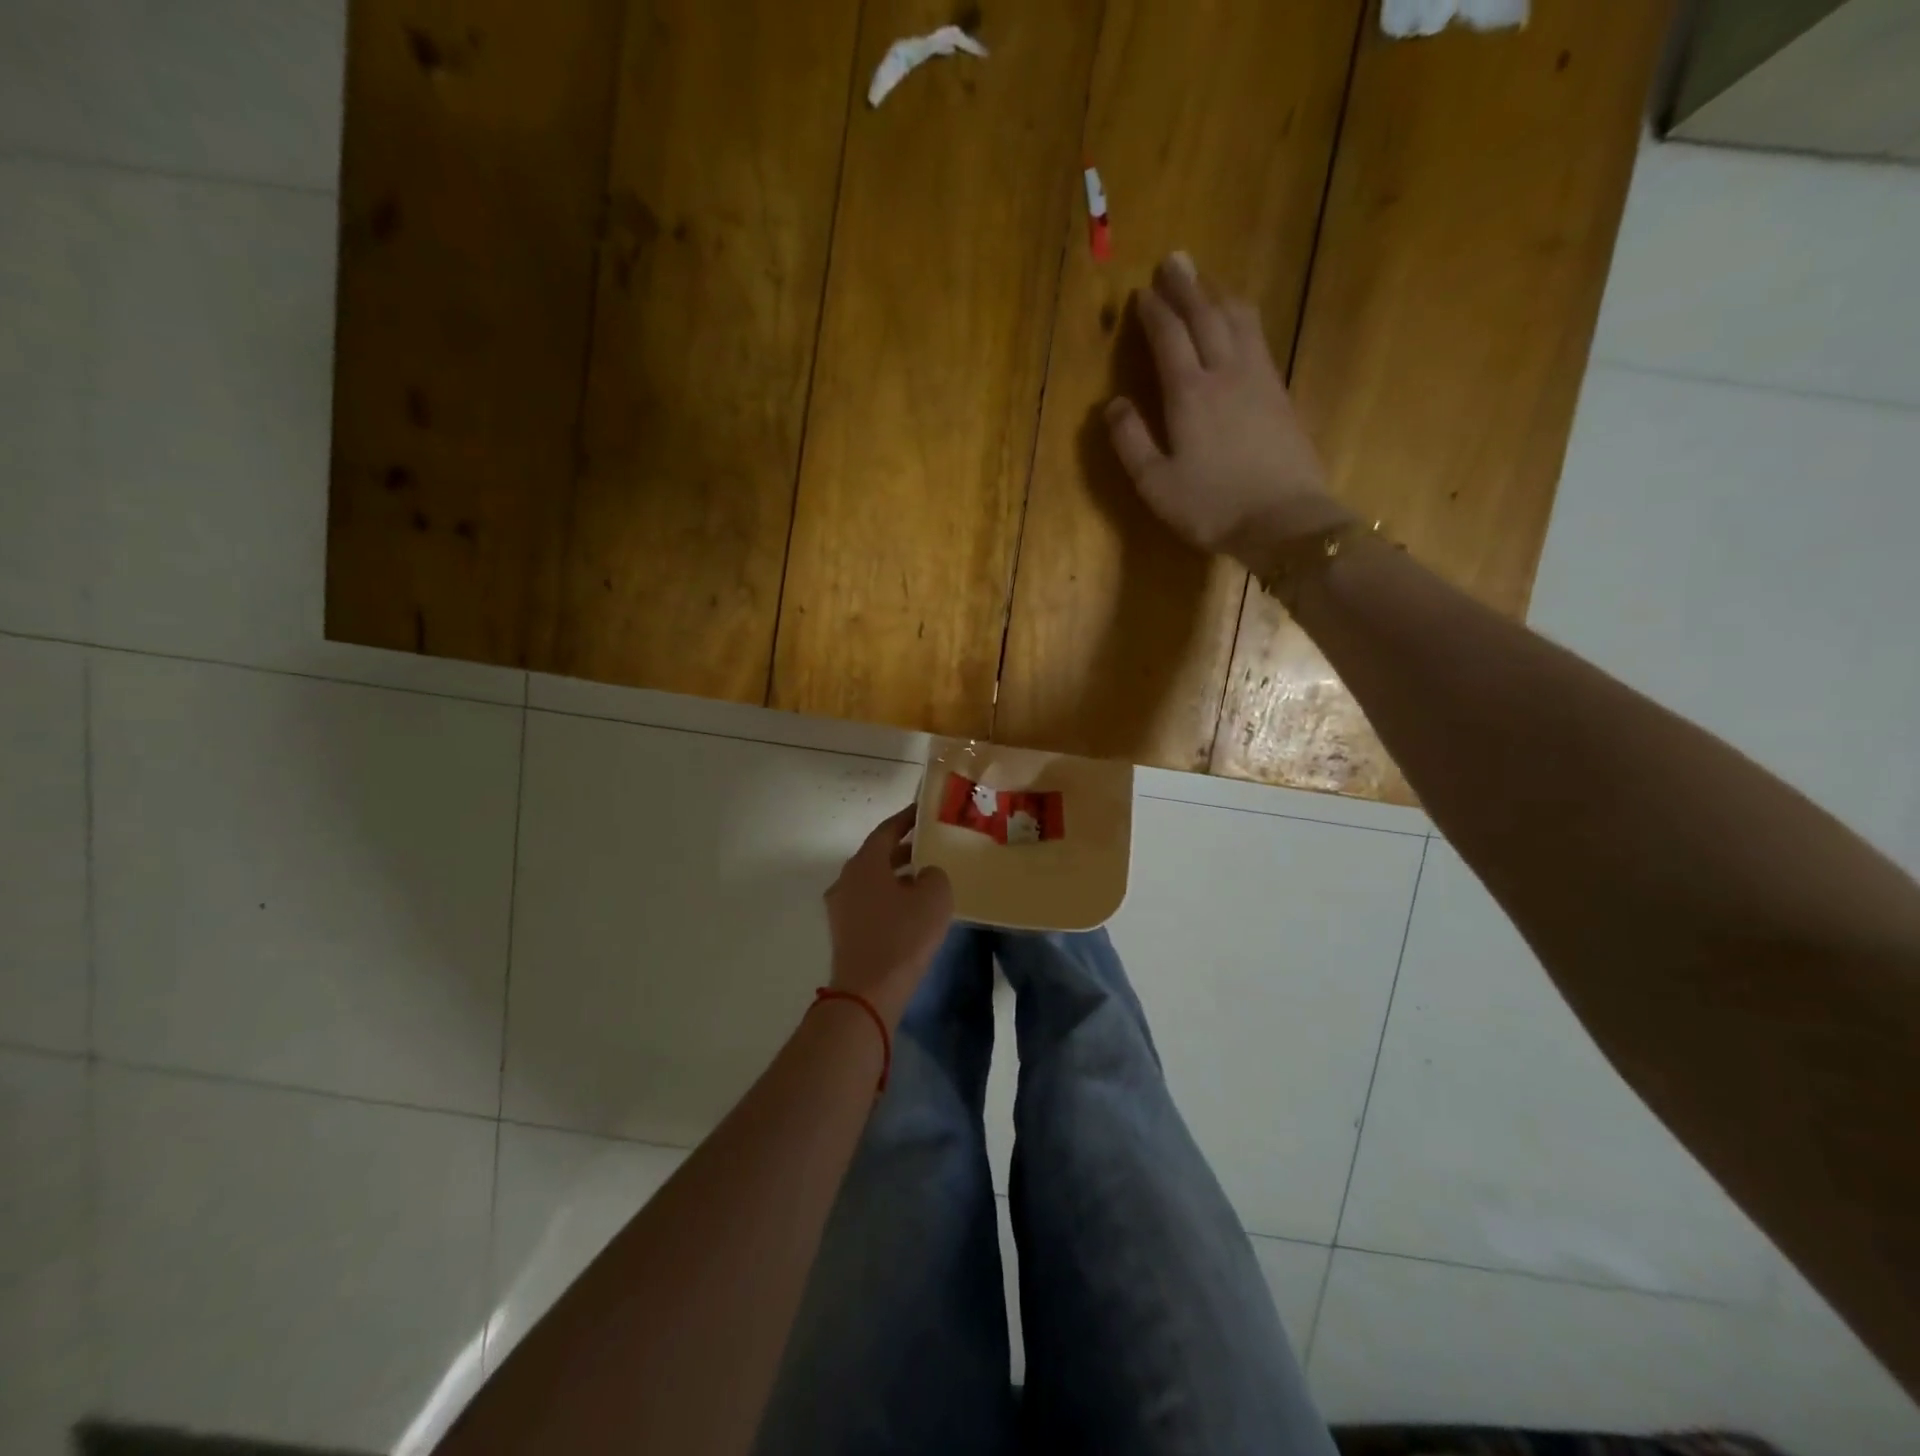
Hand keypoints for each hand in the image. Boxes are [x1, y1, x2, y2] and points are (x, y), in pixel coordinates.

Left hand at [824, 806, 954, 1026]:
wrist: (868, 991)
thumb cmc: (903, 936)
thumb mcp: (934, 897)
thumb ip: (933, 874)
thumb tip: (925, 875)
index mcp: (864, 863)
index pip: (886, 830)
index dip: (906, 819)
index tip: (924, 812)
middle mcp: (846, 879)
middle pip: (876, 855)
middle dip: (903, 849)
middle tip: (930, 846)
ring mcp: (841, 906)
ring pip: (872, 880)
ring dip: (896, 875)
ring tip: (925, 878)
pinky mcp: (844, 930)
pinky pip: (869, 902)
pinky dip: (888, 896)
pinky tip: (910, 909)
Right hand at [1104, 251, 1353, 563]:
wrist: (1284, 520)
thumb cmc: (1211, 506)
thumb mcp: (1155, 484)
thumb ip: (1131, 441)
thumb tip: (1112, 404)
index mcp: (1189, 393)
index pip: (1169, 337)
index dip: (1154, 311)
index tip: (1142, 291)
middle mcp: (1225, 372)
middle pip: (1205, 316)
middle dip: (1187, 286)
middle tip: (1174, 260)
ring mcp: (1258, 378)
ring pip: (1238, 319)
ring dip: (1218, 295)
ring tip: (1206, 281)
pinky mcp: (1280, 392)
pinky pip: (1258, 338)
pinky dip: (1243, 318)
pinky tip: (1240, 320)